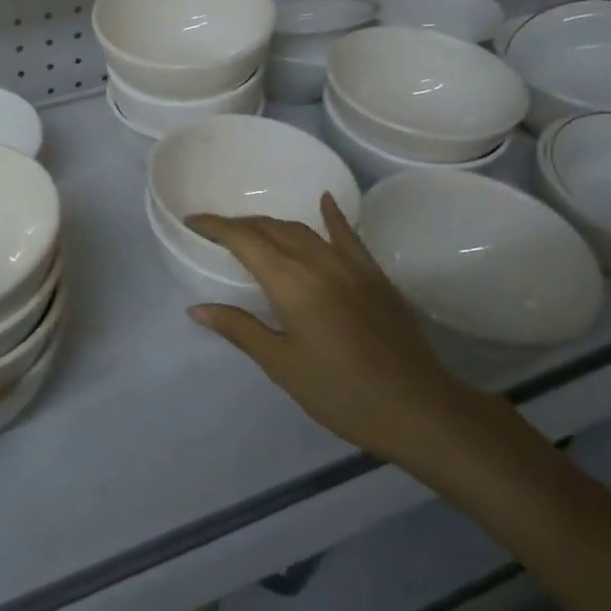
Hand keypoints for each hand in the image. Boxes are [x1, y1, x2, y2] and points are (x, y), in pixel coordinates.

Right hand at [185, 195, 505, 485]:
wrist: (418, 407)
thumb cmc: (340, 392)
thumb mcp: (282, 365)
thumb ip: (239, 329)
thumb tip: (197, 308)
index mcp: (289, 282)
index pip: (243, 239)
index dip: (214, 226)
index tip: (192, 221)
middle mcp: (316, 261)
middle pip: (270, 228)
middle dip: (240, 225)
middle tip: (217, 234)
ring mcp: (349, 264)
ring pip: (301, 230)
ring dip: (272, 225)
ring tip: (253, 232)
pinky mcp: (373, 274)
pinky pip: (346, 234)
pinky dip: (331, 216)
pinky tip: (324, 202)